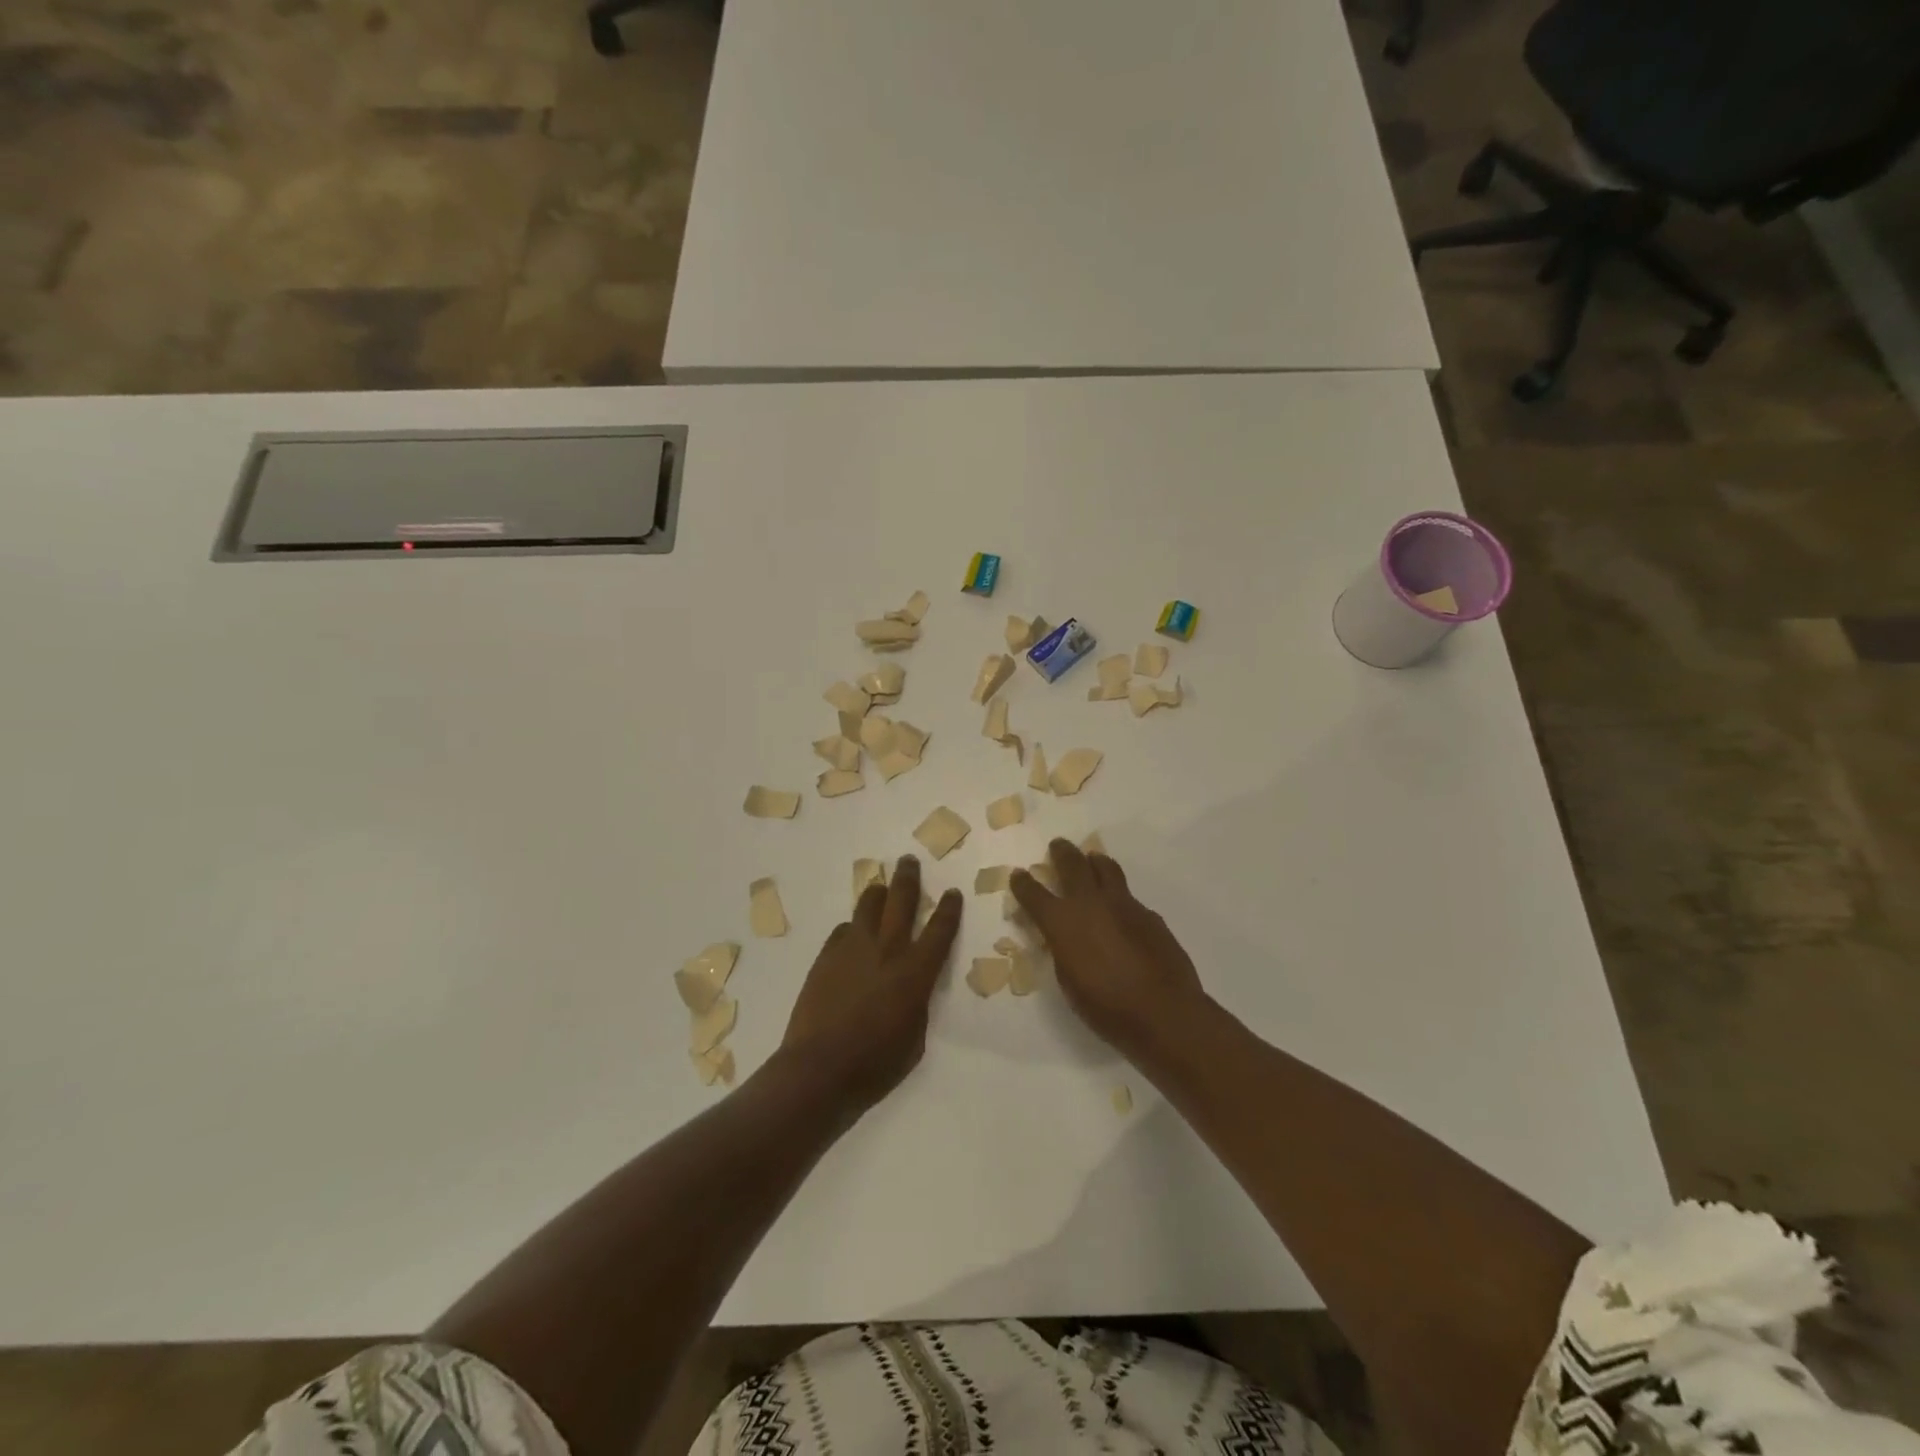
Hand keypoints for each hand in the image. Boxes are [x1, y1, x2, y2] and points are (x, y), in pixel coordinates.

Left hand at [781, 855, 962, 1111]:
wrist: (819, 1069)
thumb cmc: (875, 1065)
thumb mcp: (914, 1040)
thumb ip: (917, 1005)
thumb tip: (910, 990)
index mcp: (916, 972)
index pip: (939, 930)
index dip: (948, 909)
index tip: (951, 892)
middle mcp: (887, 950)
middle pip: (901, 901)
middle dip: (909, 878)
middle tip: (909, 862)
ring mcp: (853, 950)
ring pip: (868, 907)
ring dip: (878, 893)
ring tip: (880, 886)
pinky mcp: (826, 957)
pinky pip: (843, 930)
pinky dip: (851, 927)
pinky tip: (852, 931)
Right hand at [1009, 839, 1205, 1063]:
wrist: (1162, 1010)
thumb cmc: (1106, 1006)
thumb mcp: (1068, 981)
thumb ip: (1063, 950)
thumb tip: (1065, 937)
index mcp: (1061, 921)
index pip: (1033, 893)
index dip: (1023, 883)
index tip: (1018, 875)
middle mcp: (1090, 903)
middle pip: (1071, 864)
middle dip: (1061, 852)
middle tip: (1057, 846)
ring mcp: (1123, 904)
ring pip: (1105, 868)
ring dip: (1094, 861)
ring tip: (1092, 860)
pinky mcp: (1149, 913)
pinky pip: (1128, 896)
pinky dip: (1118, 896)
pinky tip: (1121, 910)